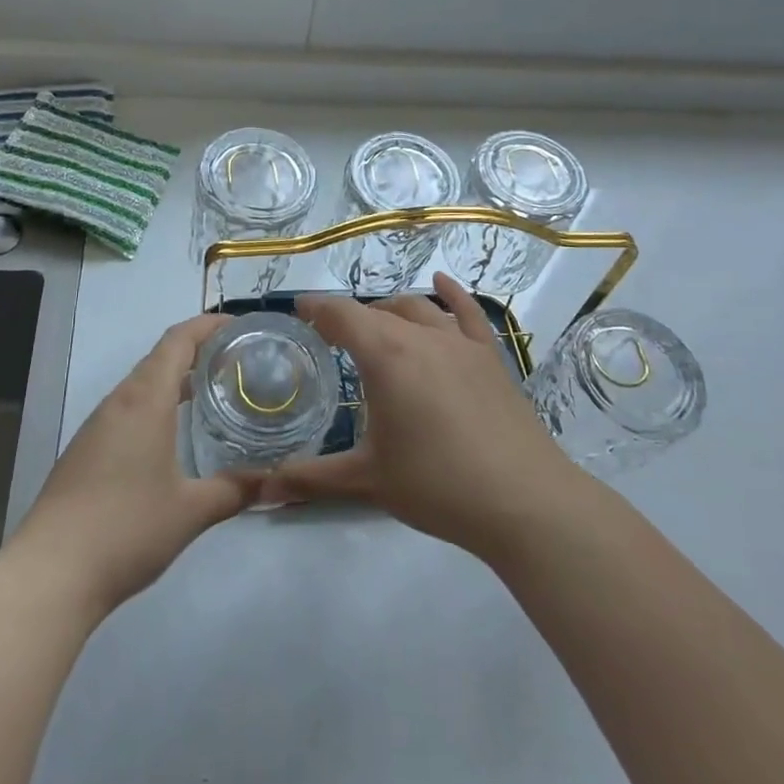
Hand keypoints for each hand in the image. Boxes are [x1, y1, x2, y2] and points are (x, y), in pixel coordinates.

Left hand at [5, 315, 256, 617]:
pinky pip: (127, 409)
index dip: (208, 325)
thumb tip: (273, 480)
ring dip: (175, 378)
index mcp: (145, 400)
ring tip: (212, 391)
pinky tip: (172, 433)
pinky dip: (156, 403)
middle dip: (197, 350)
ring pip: (141, 384)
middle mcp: (119, 402)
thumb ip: (235, 490)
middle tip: (237, 360)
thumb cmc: (126, 529)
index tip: (239, 326)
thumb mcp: (191, 511)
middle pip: (159, 357)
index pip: (178, 341)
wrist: (50, 573)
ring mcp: (97, 426)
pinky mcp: (85, 450)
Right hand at [258, 273, 573, 558]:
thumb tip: (259, 490)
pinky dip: (451, 294)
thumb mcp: (367, 480)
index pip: (341, 315)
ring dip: (390, 310)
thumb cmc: (437, 486)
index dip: (317, 309)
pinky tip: (442, 283)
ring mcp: (460, 343)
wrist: (523, 501)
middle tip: (332, 338)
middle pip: (377, 311)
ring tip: (376, 324)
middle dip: (350, 318)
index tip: (299, 312)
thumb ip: (310, 478)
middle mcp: (420, 336)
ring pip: (418, 309)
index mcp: (385, 356)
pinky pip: (468, 313)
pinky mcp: (491, 357)